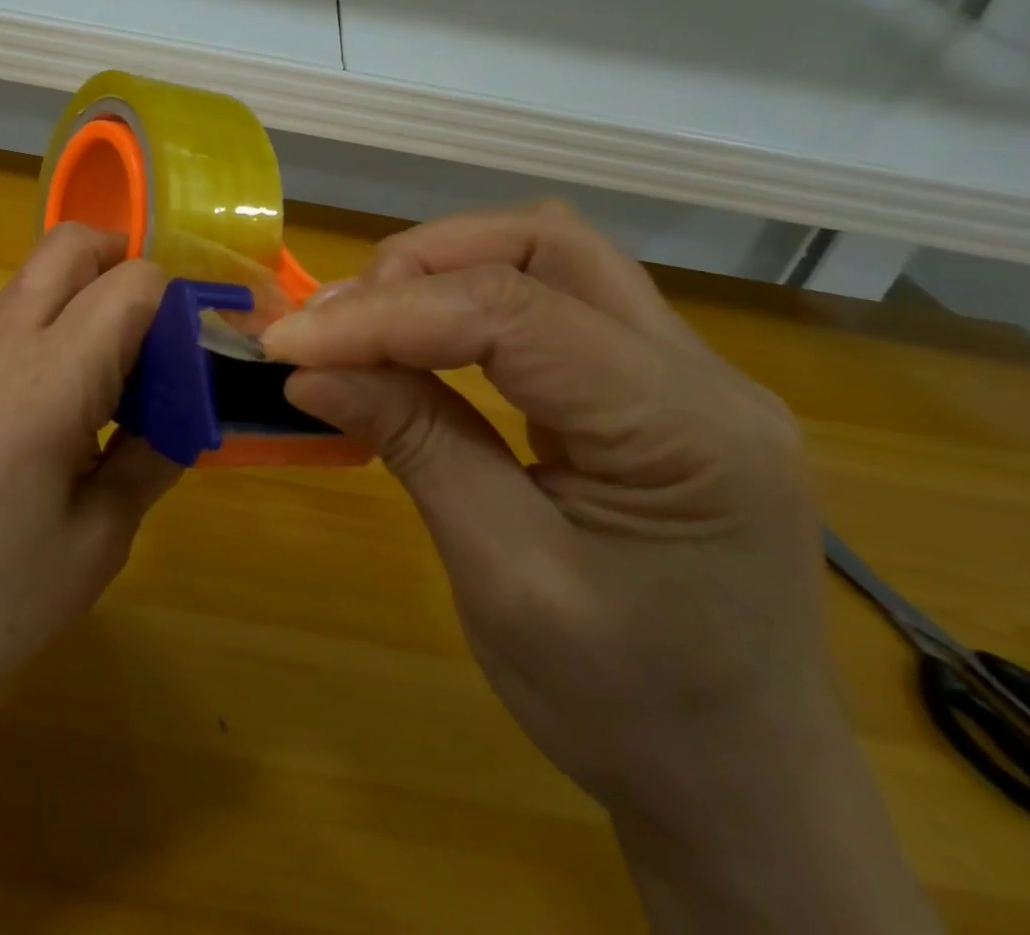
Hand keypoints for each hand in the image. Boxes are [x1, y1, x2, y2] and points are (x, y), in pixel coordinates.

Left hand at [0, 226, 176, 934]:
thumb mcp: (102, 536)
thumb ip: (154, 454)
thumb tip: (185, 408)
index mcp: (49, 380)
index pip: (130, 283)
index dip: (175, 306)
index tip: (189, 360)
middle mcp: (3, 342)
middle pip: (69, 243)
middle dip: (124, 262)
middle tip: (155, 334)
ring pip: (36, 271)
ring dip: (85, 290)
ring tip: (112, 371)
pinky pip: (10, 308)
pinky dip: (51, 317)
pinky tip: (61, 396)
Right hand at [262, 203, 935, 931]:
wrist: (742, 785)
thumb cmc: (628, 707)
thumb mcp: (503, 578)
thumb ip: (414, 444)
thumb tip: (308, 369)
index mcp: (687, 429)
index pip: (512, 314)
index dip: (384, 315)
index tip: (288, 344)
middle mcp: (703, 372)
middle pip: (545, 243)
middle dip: (422, 263)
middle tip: (335, 321)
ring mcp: (685, 371)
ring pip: (549, 256)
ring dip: (441, 272)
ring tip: (362, 325)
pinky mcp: (650, 384)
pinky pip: (551, 302)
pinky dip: (466, 304)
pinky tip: (417, 343)